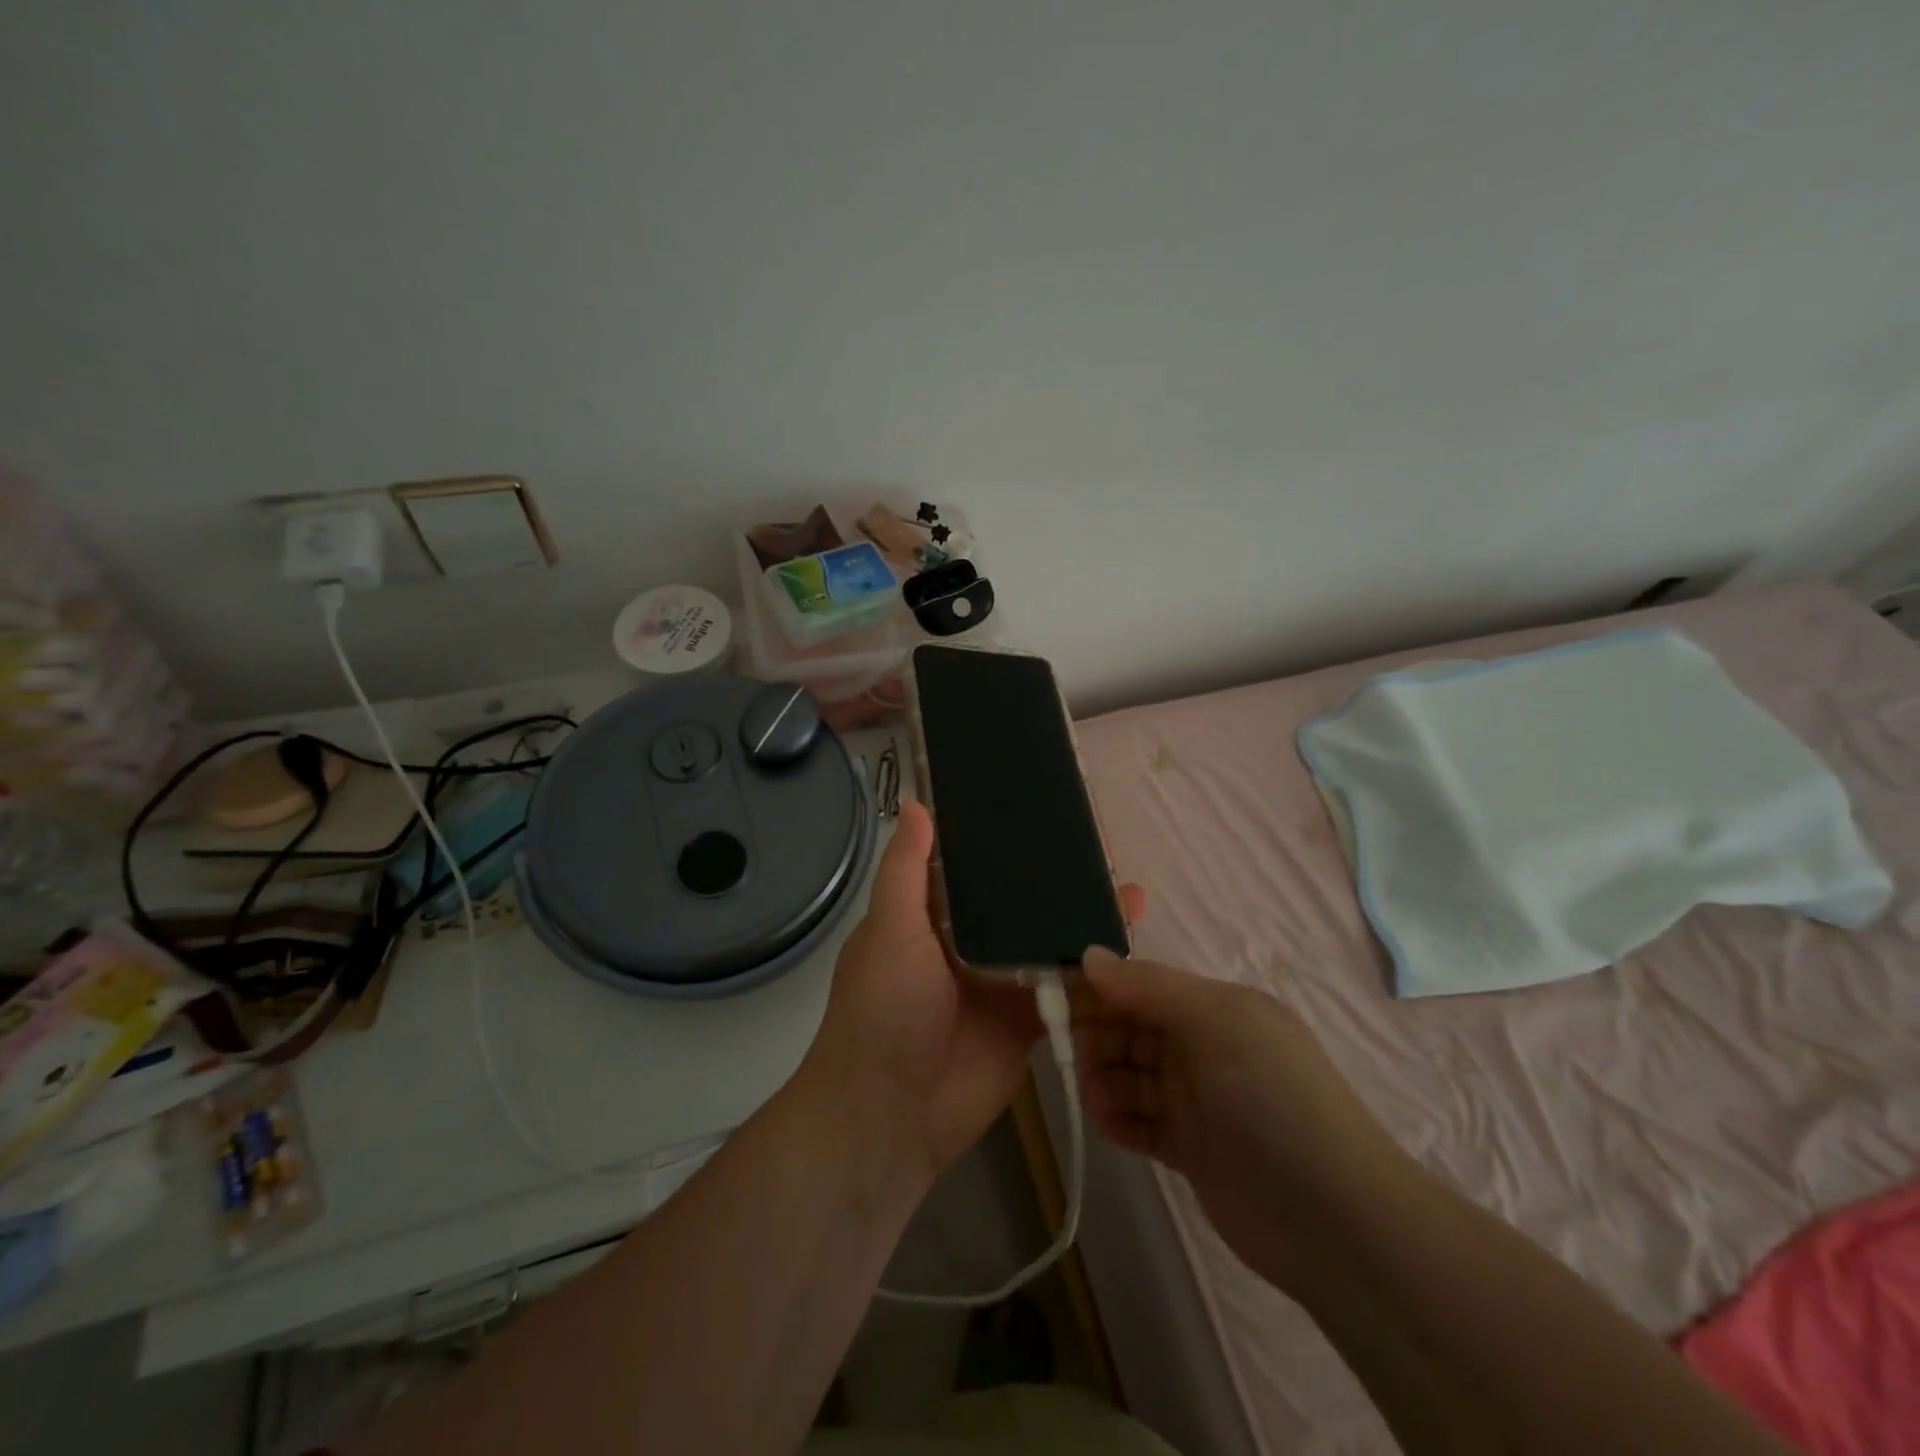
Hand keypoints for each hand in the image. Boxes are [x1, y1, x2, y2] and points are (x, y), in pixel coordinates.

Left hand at [803, 801, 1144, 1188]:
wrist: (891, 1114)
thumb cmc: (883, 1008)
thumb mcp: (889, 929)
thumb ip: (906, 870)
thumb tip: (915, 802)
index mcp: (931, 914)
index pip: (974, 864)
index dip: (1005, 837)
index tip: (1042, 806)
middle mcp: (969, 941)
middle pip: (1019, 899)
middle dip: (1055, 874)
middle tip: (1101, 841)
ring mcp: (1002, 980)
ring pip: (1048, 938)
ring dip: (1081, 915)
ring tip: (1126, 882)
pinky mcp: (1029, 1020)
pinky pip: (1065, 987)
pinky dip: (1093, 968)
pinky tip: (1127, 943)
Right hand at [1075, 950, 1407, 1289]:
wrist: (1335, 1221)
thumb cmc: (1274, 1100)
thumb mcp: (1218, 1024)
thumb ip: (1150, 988)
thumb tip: (1087, 954)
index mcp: (1215, 1008)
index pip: (1142, 985)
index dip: (1100, 987)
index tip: (1053, 993)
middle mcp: (1203, 1047)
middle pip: (1130, 1028)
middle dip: (1096, 1035)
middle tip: (1073, 1054)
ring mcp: (1196, 1099)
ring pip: (1129, 1074)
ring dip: (1103, 1080)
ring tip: (1097, 1099)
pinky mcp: (1189, 1147)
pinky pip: (1138, 1121)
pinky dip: (1118, 1119)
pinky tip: (1108, 1124)